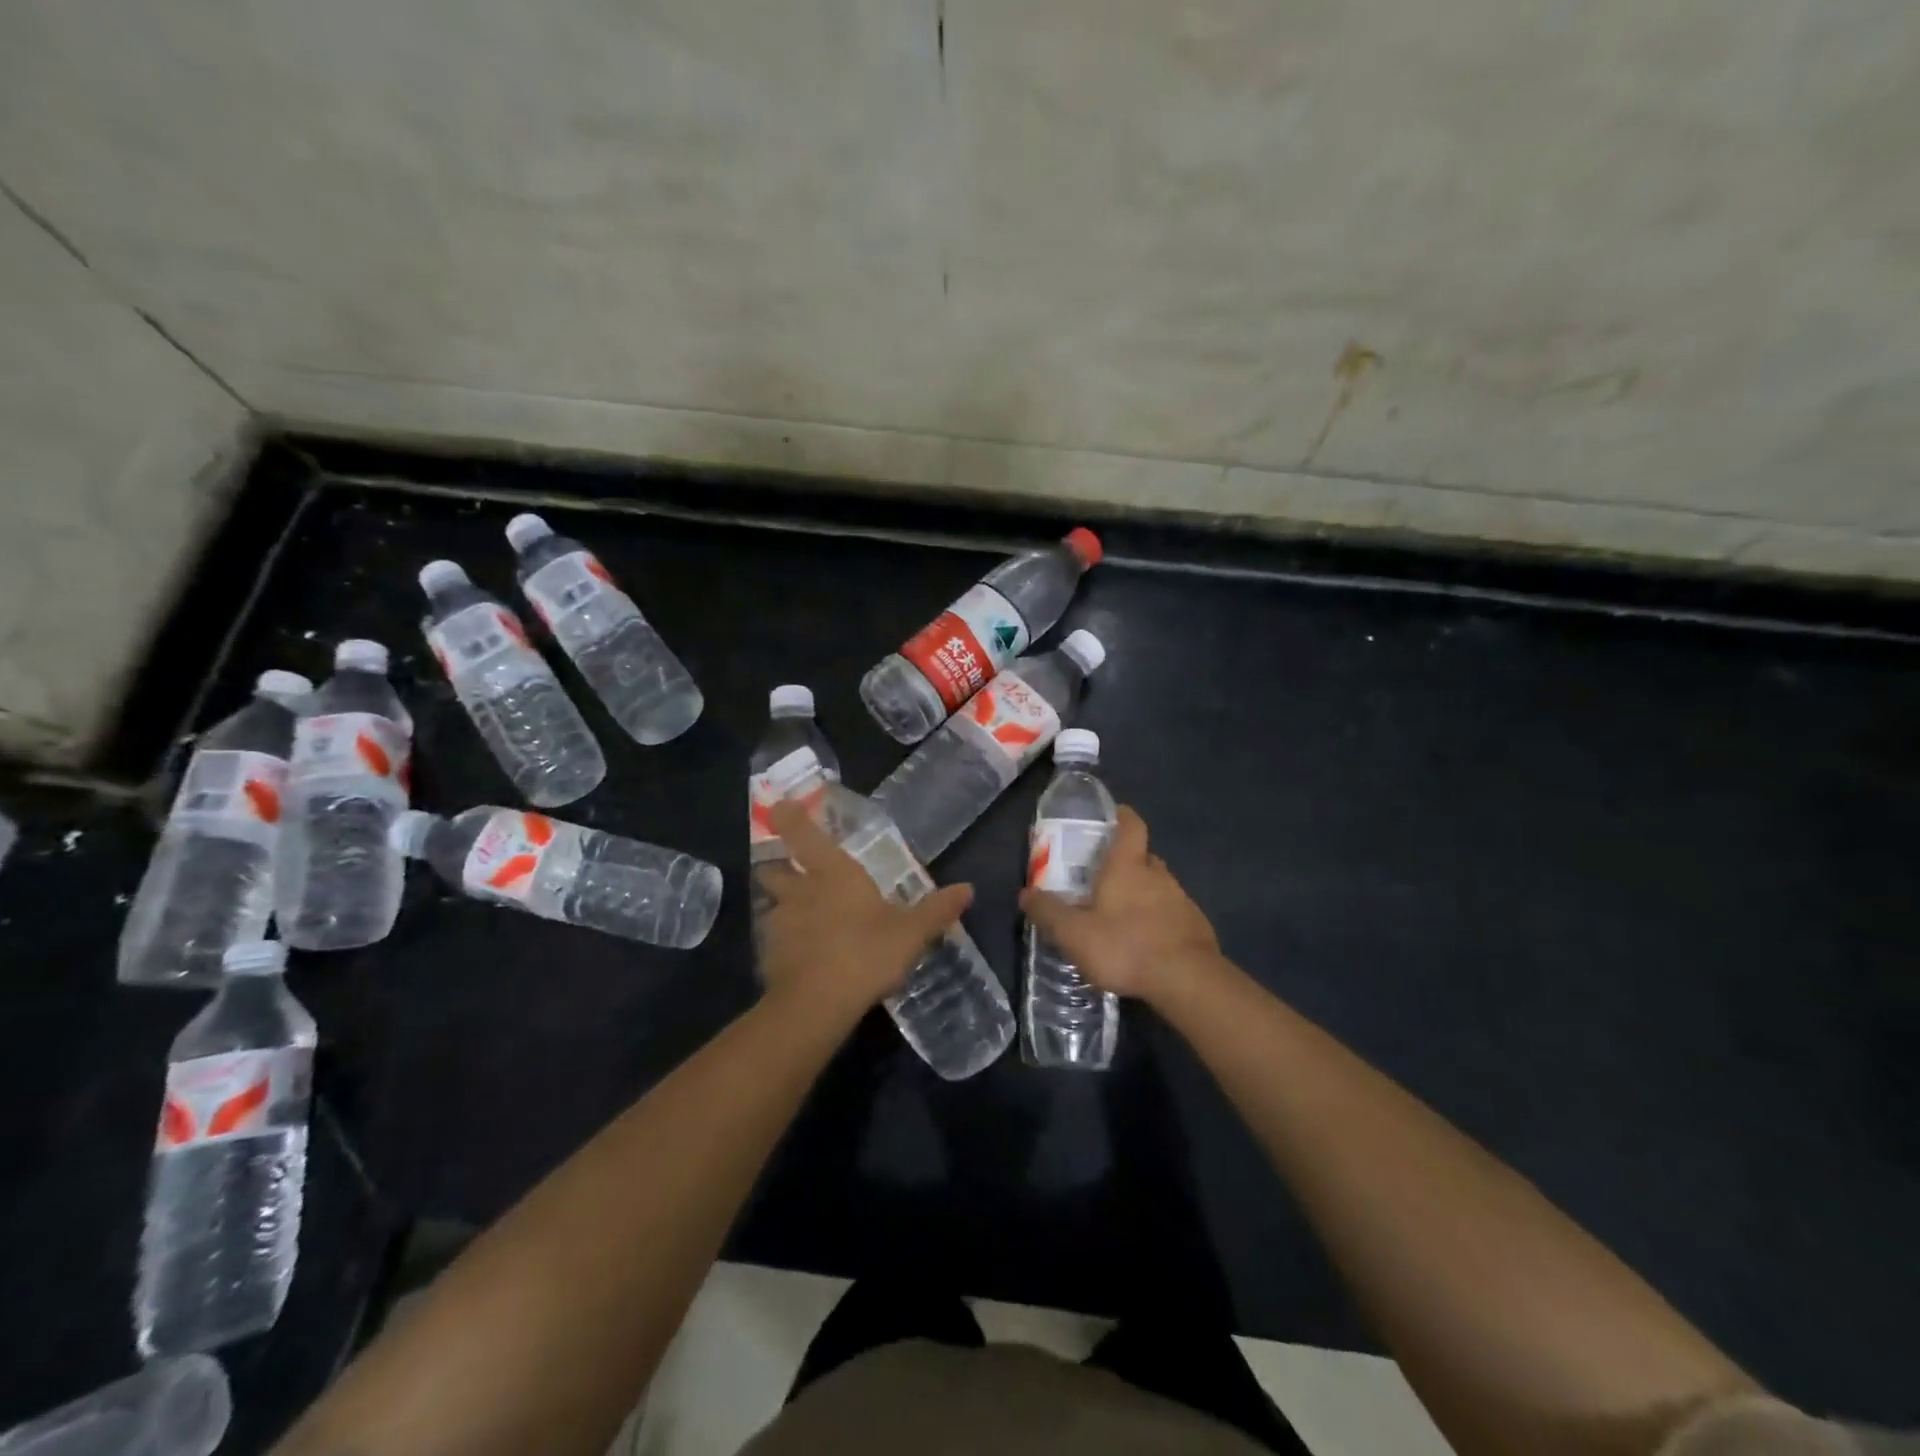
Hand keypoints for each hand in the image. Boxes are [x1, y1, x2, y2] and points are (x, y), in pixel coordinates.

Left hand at [757, 800, 972, 1021]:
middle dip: (779, 867)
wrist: (818, 1004)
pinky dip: (784, 942)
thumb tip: (968, 889)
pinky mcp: (768, 955)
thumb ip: (937, 910)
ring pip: (772, 904)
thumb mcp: (911, 933)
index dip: (788, 817)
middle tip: (793, 872)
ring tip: (802, 919)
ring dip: (782, 906)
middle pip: (773, 868)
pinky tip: (803, 957)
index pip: (801, 832)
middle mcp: (800, 890)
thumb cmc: (866, 953)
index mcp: (833, 873)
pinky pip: (774, 940)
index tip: (783, 808)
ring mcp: (779, 922)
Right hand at [1020, 805, 1220, 1005]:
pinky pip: (1172, 912)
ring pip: (1158, 885)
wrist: (1188, 981)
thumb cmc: (1125, 947)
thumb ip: (1048, 912)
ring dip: (1141, 892)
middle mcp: (1158, 874)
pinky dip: (1157, 918)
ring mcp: (1181, 900)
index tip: (1111, 816)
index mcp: (1128, 866)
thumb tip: (1026, 893)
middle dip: (1125, 862)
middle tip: (1103, 877)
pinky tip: (1145, 941)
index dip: (1122, 816)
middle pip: (1143, 856)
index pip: (1131, 825)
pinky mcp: (1195, 925)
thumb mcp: (1074, 934)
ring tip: (1120, 914)